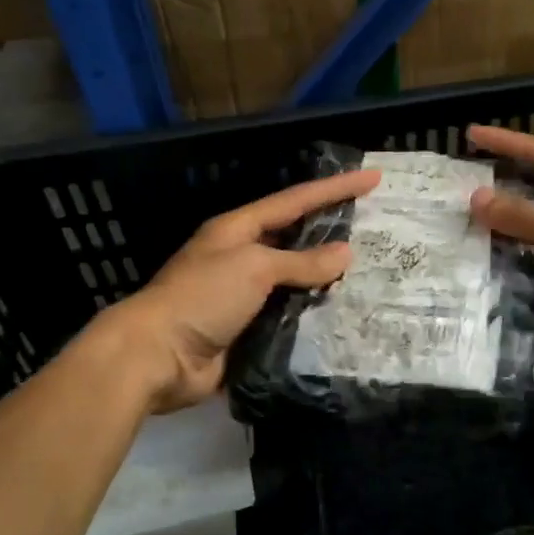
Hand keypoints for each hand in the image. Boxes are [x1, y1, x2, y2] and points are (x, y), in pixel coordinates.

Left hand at [84, 167, 380, 412]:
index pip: (295, 201)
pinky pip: (290, 315)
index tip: (371, 177)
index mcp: (238, 230)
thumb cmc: (202, 297)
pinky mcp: (248, 330)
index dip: (334, 188)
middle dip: (333, 230)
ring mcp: (244, 295)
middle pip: (296, 238)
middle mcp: (242, 257)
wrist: (157, 357)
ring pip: (296, 280)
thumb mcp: (254, 267)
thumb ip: (301, 261)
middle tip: (376, 226)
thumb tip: (344, 254)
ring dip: (327, 277)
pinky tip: (344, 313)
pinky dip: (314, 313)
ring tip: (372, 272)